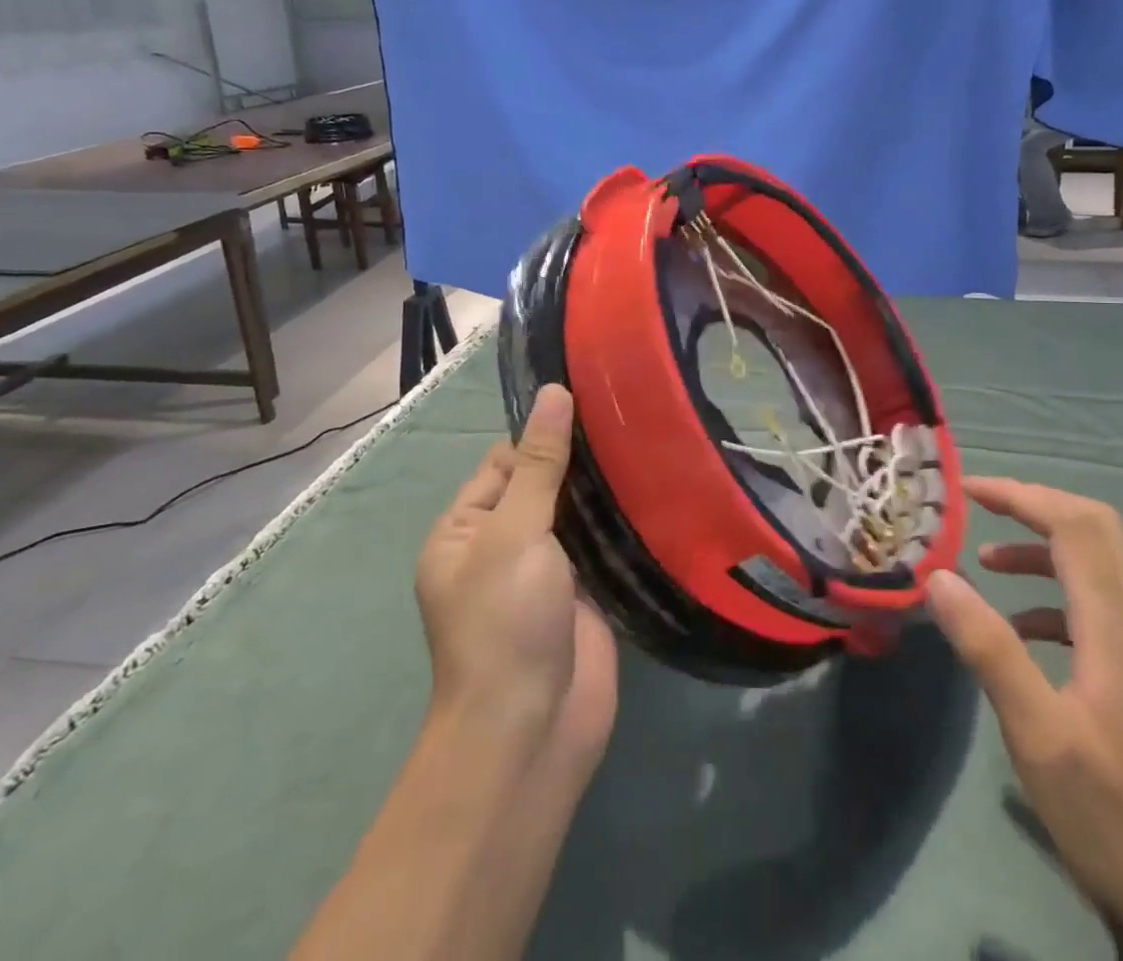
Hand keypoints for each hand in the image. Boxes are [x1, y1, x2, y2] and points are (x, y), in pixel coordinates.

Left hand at [414, 385, 617, 769]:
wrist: (532, 730)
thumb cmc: (505, 622)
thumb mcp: (515, 532)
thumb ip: (539, 464)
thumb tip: (554, 392)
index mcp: (465, 530)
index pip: (505, 462)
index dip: (543, 434)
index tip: (594, 400)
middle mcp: (501, 546)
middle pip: (542, 485)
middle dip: (580, 459)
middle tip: (632, 414)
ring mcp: (545, 573)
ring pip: (576, 514)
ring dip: (605, 489)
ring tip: (651, 440)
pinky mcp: (584, 595)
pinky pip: (601, 547)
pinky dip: (621, 523)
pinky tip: (657, 490)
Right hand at [928, 479, 1122, 959]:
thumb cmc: (1118, 819)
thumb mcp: (1038, 734)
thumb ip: (988, 647)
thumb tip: (939, 576)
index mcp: (1117, 626)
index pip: (1073, 524)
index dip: (1020, 494)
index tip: (967, 490)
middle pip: (1095, 528)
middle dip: (1034, 505)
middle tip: (980, 508)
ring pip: (1099, 565)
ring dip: (1042, 550)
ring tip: (986, 566)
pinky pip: (1101, 607)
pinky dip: (1055, 596)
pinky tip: (1022, 631)